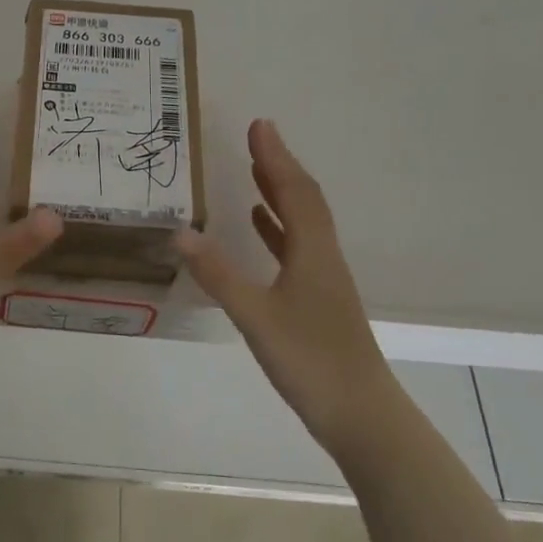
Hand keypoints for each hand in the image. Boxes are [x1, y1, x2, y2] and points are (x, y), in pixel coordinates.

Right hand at [175, 119, 392, 444]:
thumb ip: (218, 274)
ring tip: (256, 170)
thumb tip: (179, 232)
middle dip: (279, 165)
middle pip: (303, 199)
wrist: (363, 416)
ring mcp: (324, 279)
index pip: (294, 190)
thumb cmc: (311, 362)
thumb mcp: (256, 316)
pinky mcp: (319, 299)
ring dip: (280, 192)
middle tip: (255, 137)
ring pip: (302, 222)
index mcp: (313, 251)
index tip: (258, 125)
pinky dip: (278, 228)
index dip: (276, 157)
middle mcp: (323, 256)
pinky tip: (261, 228)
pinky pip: (297, 248)